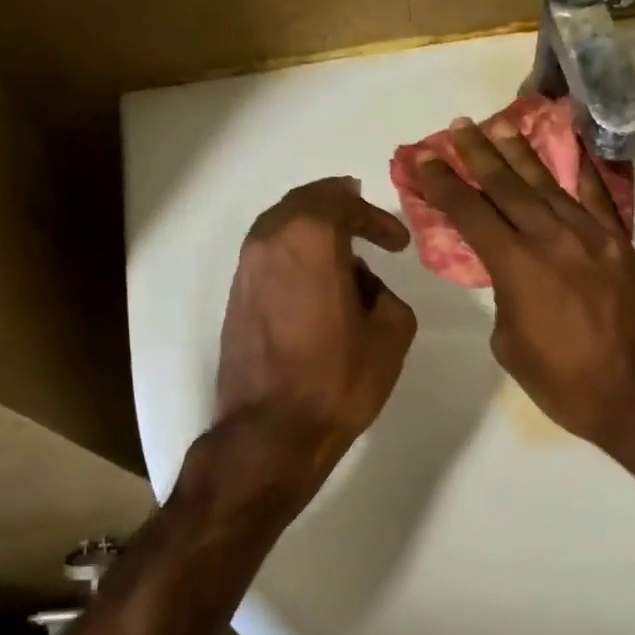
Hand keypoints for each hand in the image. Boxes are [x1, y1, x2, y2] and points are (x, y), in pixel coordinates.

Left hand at [211, 177, 416, 507]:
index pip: (343, 203)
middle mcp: (269, 242)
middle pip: (304, 203)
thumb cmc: (337, 380)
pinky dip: (295, 253)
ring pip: (281, 227)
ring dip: (314, 230)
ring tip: (344, 250)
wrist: (271, 431)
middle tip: (365, 218)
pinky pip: (269, 255)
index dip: (376, 217)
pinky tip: (317, 280)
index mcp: (310, 240)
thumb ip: (385, 293)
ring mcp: (246, 269)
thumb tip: (362, 286)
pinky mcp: (236, 297)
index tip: (398, 243)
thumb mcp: (392, 334)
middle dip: (339, 206)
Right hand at [414, 116, 634, 455]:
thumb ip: (505, 300)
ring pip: (549, 184)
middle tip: (459, 127)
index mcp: (517, 267)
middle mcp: (551, 239)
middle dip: (479, 154)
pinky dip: (581, 169)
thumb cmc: (566, 383)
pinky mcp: (620, 245)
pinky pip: (597, 197)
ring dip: (522, 154)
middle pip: (508, 186)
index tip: (424, 158)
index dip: (444, 184)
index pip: (471, 213)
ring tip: (501, 127)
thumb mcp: (512, 347)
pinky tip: (569, 147)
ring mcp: (591, 237)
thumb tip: (513, 279)